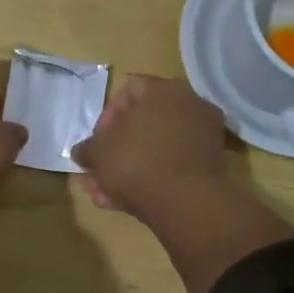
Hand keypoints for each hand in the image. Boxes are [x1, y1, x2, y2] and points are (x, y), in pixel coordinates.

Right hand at [76, 74, 293, 292]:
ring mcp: (204, 135)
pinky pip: (172, 166)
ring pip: (155, 149)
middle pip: (143, 124)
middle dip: (116, 150)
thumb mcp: (97, 153)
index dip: (106, 116)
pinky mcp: (210, 165)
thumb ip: (86, 149)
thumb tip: (82, 152)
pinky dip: (150, 179)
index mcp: (164, 90)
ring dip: (128, 169)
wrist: (185, 202)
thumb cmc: (136, 163)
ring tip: (104, 194)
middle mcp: (189, 105)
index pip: (127, 90)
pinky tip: (124, 202)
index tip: (96, 142)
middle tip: (98, 171)